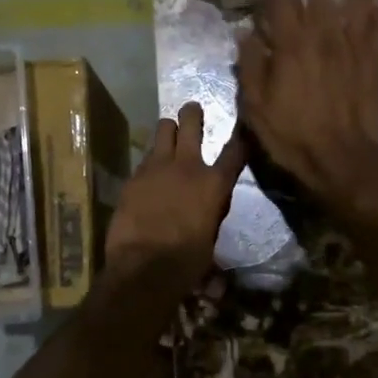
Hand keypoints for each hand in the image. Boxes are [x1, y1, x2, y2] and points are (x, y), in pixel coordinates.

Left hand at [104, 101, 246, 279]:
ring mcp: (157, 167)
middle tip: (193, 110)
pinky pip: (145, 157)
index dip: (242, 136)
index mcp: (214, 184)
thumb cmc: (186, 262)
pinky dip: (150, 160)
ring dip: (168, 130)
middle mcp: (187, 166)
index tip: (244, 125)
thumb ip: (211, 217)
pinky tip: (149, 172)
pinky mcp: (134, 176)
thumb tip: (212, 229)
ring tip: (168, 134)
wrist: (143, 267)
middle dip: (193, 114)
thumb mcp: (209, 239)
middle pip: (191, 122)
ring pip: (163, 129)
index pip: (236, 150)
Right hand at [237, 0, 377, 203]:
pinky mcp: (377, 62)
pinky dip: (376, 11)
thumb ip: (251, 65)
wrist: (342, 160)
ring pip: (358, 0)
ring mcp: (355, 46)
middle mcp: (325, 34)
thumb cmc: (292, 136)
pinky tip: (375, 5)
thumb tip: (246, 32)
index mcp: (291, 43)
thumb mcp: (255, 107)